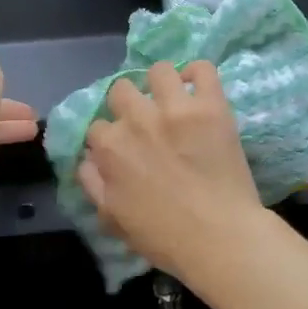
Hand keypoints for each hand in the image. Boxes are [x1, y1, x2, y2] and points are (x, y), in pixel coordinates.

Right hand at [77, 61, 264, 281]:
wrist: (220, 239)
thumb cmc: (165, 238)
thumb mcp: (112, 219)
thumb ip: (92, 184)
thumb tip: (87, 159)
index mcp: (110, 147)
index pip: (98, 126)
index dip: (110, 138)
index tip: (125, 149)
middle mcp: (137, 120)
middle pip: (122, 91)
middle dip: (130, 105)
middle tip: (147, 124)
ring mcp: (175, 109)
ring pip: (158, 71)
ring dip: (162, 85)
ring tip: (173, 101)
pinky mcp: (211, 105)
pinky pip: (203, 69)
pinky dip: (199, 74)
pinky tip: (198, 89)